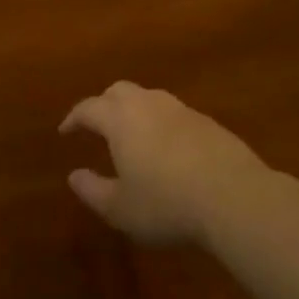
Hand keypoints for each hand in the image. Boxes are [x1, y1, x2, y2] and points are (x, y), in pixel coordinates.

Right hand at [60, 82, 267, 246]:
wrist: (234, 196)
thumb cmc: (167, 203)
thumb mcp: (120, 208)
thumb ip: (93, 190)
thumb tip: (74, 175)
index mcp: (121, 119)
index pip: (89, 108)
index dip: (74, 118)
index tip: (65, 131)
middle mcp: (150, 105)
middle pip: (120, 91)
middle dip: (104, 104)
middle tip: (97, 126)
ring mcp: (182, 110)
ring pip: (150, 98)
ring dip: (134, 111)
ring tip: (131, 135)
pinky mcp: (208, 122)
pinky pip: (174, 113)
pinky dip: (160, 123)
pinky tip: (166, 148)